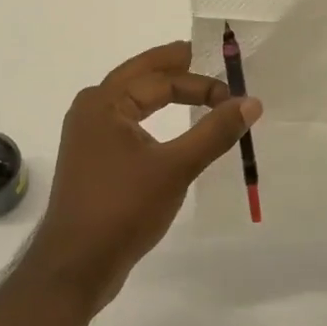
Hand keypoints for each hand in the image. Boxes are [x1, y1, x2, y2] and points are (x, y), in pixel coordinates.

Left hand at [27, 40, 261, 308]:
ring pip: (133, 101)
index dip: (200, 83)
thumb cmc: (122, 209)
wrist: (75, 266)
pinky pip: (128, 125)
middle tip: (209, 59)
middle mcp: (91, 110)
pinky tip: (171, 130)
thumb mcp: (175, 168)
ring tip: (196, 90)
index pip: (160, 79)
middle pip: (140, 78)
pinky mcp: (93, 160)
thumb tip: (251, 102)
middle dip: (176, 69)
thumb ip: (214, 132)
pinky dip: (153, 119)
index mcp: (104, 102)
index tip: (234, 97)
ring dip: (164, 94)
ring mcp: (88, 136)